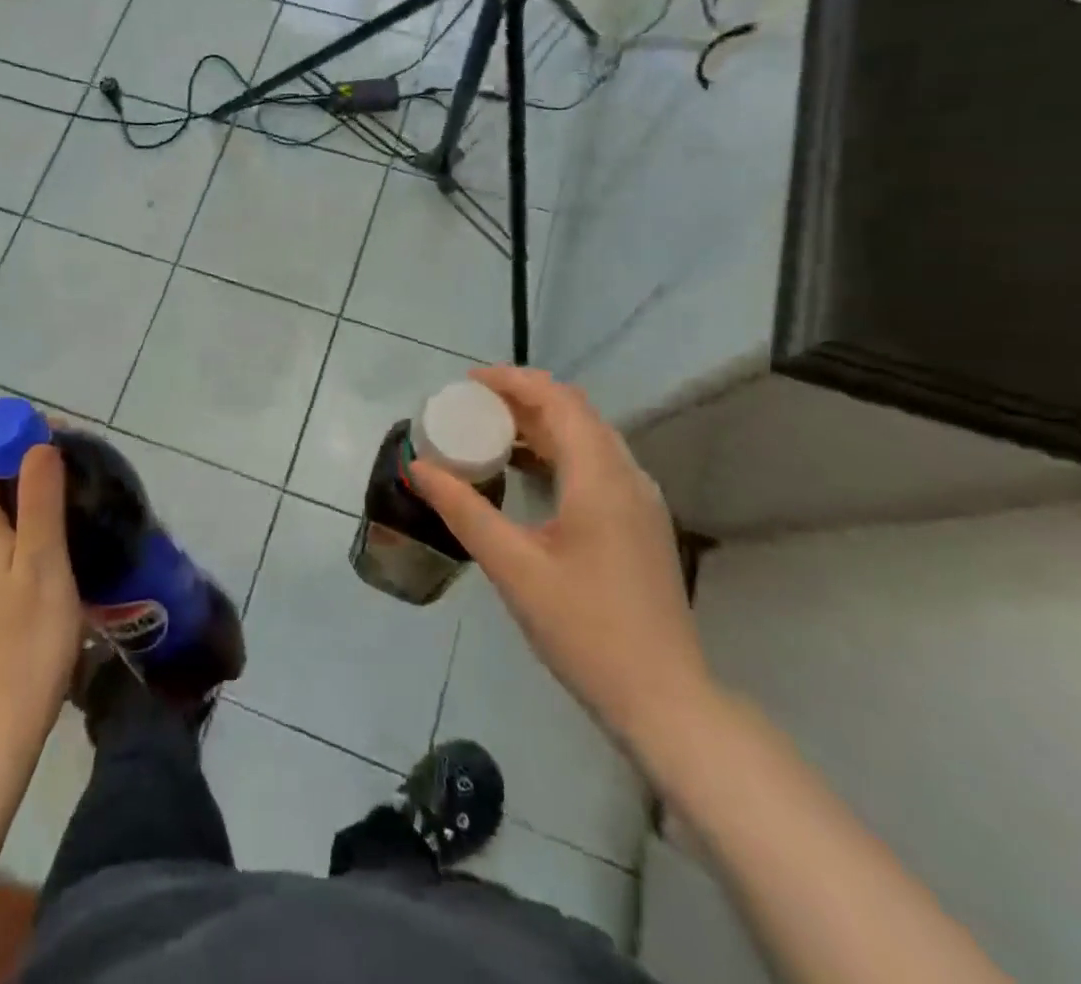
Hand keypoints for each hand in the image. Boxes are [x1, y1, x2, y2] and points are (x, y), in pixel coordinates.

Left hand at [0, 444, 82, 750]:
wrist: (2, 718)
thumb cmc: (27, 637)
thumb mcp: (43, 561)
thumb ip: (39, 498)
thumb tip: (38, 442)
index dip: (6, 434)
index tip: (52, 435)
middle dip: (19, 452)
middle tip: (71, 458)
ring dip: (24, 481)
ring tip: (71, 486)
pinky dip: (23, 511)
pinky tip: (57, 527)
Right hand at [407, 367, 712, 754]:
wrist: (663, 700)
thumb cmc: (585, 629)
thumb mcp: (513, 567)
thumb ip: (463, 510)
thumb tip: (417, 466)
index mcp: (600, 478)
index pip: (558, 400)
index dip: (513, 380)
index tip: (467, 382)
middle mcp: (627, 477)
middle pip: (574, 412)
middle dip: (522, 398)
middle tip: (471, 405)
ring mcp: (639, 501)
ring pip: (587, 438)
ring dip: (540, 424)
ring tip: (490, 431)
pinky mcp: (639, 524)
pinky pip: (595, 464)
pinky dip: (557, 452)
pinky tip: (526, 473)